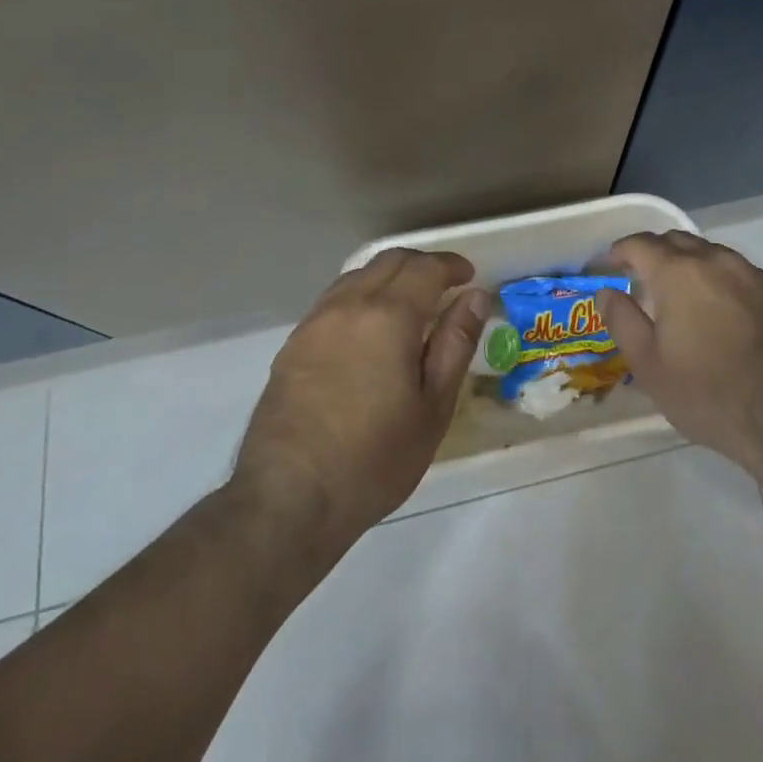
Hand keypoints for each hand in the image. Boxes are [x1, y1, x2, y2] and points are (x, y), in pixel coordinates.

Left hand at [232, 249, 487, 553]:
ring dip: (388, 277)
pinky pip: (334, 300)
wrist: (287, 499)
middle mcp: (348, 305)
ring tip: (408, 305)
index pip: (425, 268)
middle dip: (421, 265)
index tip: (468, 277)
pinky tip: (368, 329)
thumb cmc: (374, 458)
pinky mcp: (293, 344)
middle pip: (389, 261)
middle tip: (444, 286)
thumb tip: (474, 298)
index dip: (451, 266)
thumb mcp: (433, 407)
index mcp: (388, 316)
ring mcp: (315, 322)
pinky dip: (361, 296)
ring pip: (358, 276)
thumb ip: (455, 344)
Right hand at [599, 232, 762, 475]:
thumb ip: (622, 320)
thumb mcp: (649, 365)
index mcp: (677, 271)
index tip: (608, 265)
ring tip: (680, 294)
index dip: (619, 251)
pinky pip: (737, 273)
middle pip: (676, 240)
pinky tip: (719, 310)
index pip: (639, 244)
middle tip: (640, 278)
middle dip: (653, 252)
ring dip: (688, 264)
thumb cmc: (708, 393)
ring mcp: (751, 273)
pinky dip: (718, 280)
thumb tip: (606, 292)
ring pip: (710, 254)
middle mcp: (714, 260)